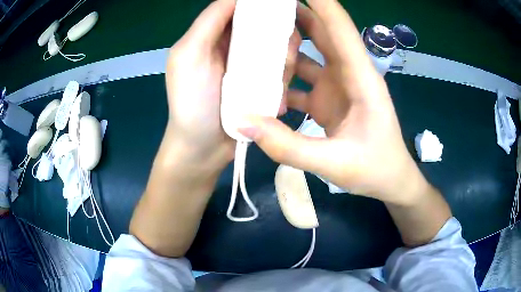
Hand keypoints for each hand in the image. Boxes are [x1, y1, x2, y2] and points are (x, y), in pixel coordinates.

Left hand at [164, 0, 300, 169]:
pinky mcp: (263, 86)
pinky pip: (283, 74)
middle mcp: (235, 47)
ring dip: (285, 62)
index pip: (241, 8)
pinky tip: (277, 99)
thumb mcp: (189, 54)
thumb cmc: (191, 102)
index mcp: (215, 35)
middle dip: (279, 36)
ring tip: (277, 82)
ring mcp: (251, 68)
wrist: (202, 150)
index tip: (281, 11)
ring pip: (280, 49)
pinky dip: (284, 82)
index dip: (262, 6)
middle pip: (267, 27)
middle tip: (283, 52)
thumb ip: (210, 20)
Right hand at [240, 0, 427, 205]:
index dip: (320, 2)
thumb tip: (245, 123)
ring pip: (311, 52)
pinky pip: (303, 78)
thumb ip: (290, 147)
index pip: (339, 27)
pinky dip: (285, 76)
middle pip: (323, 32)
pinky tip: (262, 80)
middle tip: (264, 8)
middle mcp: (349, 73)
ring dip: (287, 42)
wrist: (390, 181)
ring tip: (256, 35)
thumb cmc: (375, 169)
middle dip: (296, 13)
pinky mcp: (328, 99)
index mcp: (361, 78)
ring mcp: (338, 85)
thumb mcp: (335, 164)